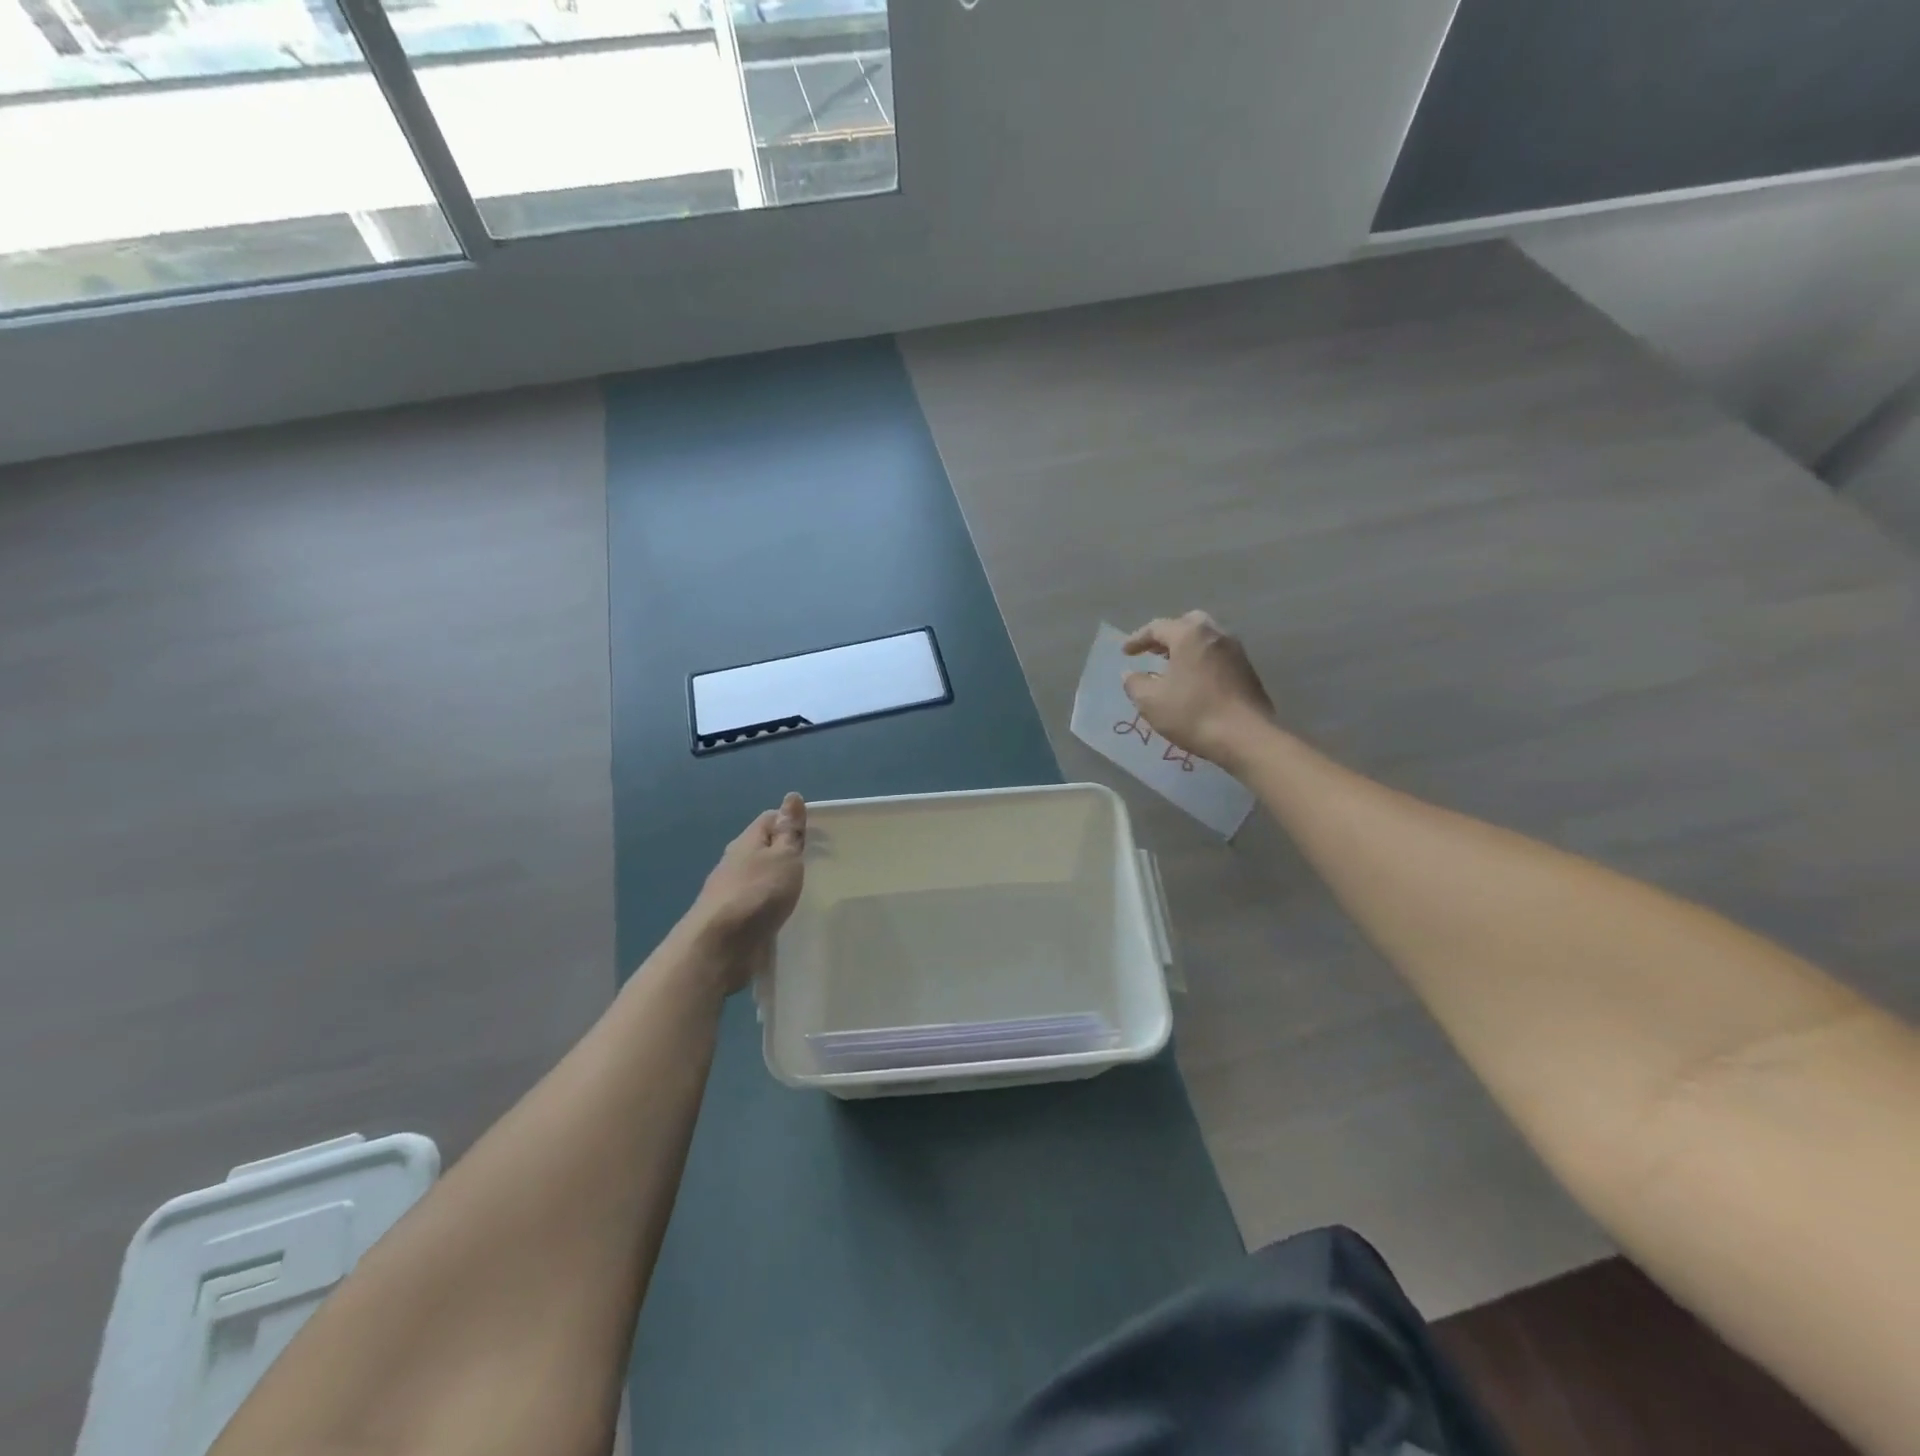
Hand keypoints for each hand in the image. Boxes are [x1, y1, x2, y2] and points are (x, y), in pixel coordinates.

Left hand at [685, 793, 806, 992]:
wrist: (719, 947)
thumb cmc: (757, 893)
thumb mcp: (783, 857)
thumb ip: (789, 831)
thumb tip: (792, 797)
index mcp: (747, 842)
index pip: (770, 819)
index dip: (792, 821)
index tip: (817, 834)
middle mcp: (735, 862)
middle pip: (763, 848)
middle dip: (785, 852)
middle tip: (815, 862)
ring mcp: (731, 892)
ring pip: (758, 877)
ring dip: (776, 880)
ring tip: (803, 889)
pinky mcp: (732, 920)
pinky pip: (756, 903)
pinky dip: (769, 903)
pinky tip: (782, 913)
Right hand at [1122, 612, 1275, 769]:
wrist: (1246, 737)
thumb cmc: (1193, 713)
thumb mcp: (1151, 701)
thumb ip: (1135, 683)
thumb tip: (1131, 674)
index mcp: (1190, 635)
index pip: (1158, 628)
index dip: (1137, 639)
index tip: (1125, 653)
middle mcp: (1216, 635)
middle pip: (1188, 624)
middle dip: (1168, 636)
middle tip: (1154, 651)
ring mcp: (1236, 652)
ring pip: (1207, 640)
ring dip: (1187, 649)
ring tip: (1172, 668)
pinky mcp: (1248, 671)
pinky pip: (1219, 657)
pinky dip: (1202, 662)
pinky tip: (1194, 682)